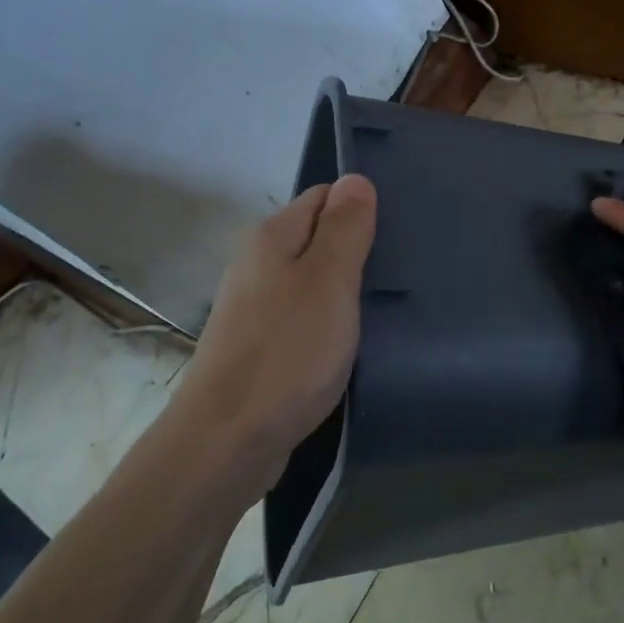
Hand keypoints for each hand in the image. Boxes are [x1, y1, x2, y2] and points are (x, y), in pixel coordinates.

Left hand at [171, 175, 376, 493]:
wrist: (226, 443)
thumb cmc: (287, 354)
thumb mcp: (329, 282)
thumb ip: (345, 228)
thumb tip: (356, 179)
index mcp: (271, 238)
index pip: (325, 197)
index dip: (361, 210)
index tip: (396, 237)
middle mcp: (257, 263)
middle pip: (318, 238)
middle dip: (356, 252)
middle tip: (397, 276)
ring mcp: (255, 307)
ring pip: (312, 280)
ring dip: (344, 291)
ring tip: (382, 309)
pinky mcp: (259, 346)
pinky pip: (303, 316)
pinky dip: (328, 323)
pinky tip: (349, 343)